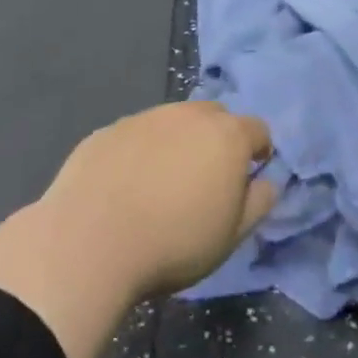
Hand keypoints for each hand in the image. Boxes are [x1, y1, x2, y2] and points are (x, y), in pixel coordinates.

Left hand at [41, 101, 275, 297]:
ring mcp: (143, 118)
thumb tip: (267, 182)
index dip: (258, 153)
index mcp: (226, 135)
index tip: (248, 179)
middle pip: (215, 117)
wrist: (90, 241)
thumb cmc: (175, 242)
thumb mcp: (232, 235)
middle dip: (218, 140)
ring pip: (173, 122)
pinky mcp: (107, 130)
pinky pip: (136, 135)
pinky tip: (125, 186)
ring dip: (178, 143)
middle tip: (206, 180)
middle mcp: (187, 115)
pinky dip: (140, 152)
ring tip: (162, 184)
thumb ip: (259, 202)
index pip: (258, 130)